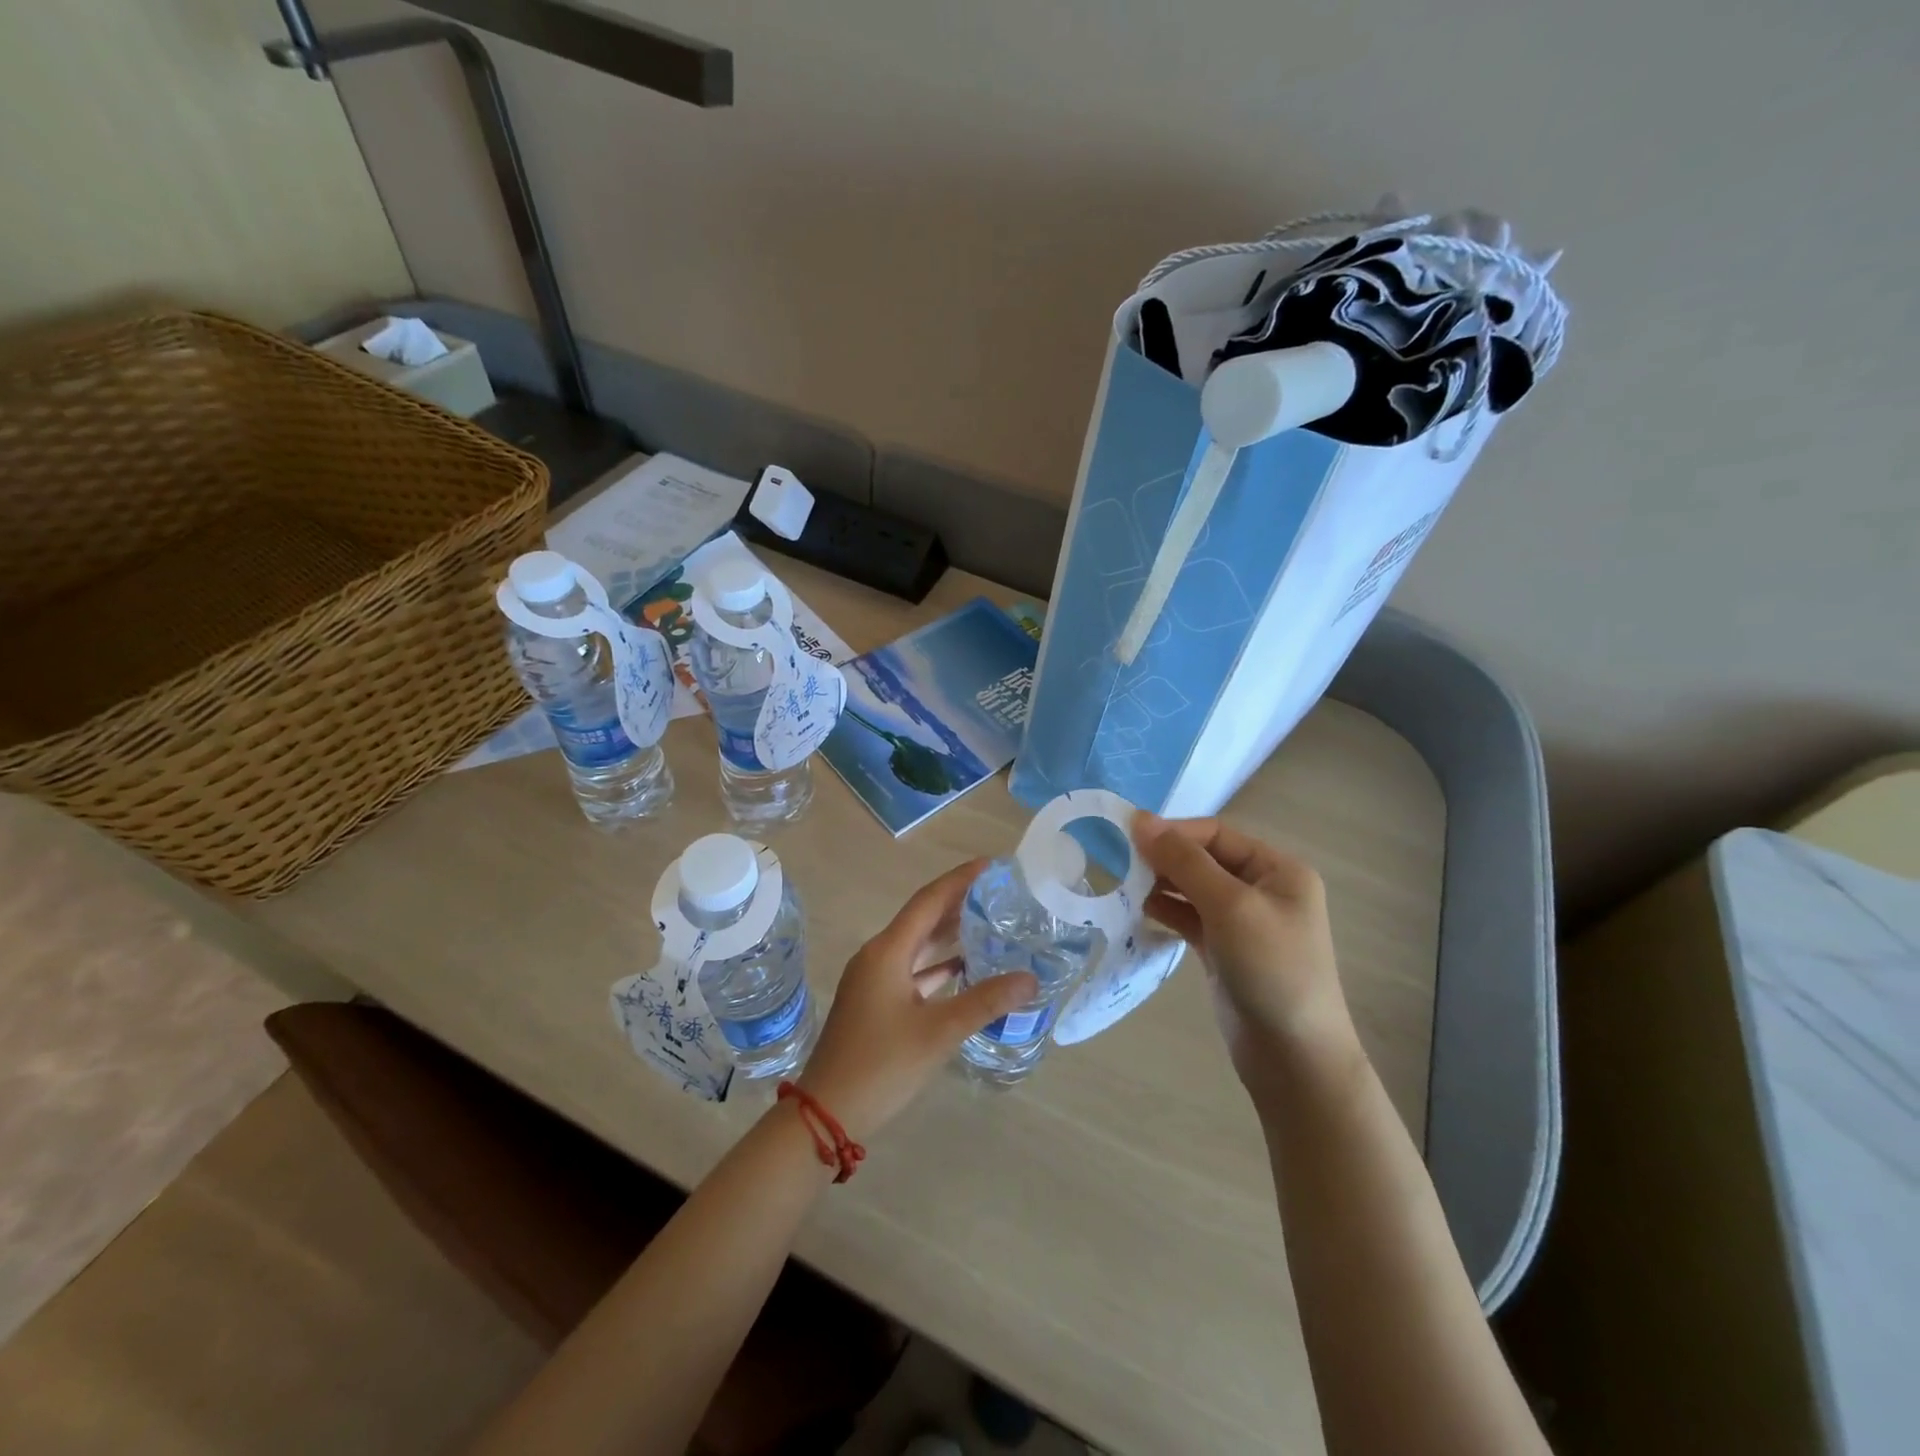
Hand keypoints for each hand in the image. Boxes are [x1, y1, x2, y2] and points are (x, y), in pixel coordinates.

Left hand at [799, 860, 1037, 1141]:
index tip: (991, 866)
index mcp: (888, 951)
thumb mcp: (938, 1032)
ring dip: (951, 935)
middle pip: (923, 919)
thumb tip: (1030, 978)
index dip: (959, 880)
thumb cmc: (881, 1065)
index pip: (929, 901)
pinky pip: (914, 971)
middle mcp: (879, 956)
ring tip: (991, 924)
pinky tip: (966, 968)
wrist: (827, 1112)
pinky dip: (940, 966)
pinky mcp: (876, 1003)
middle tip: (999, 894)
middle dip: (959, 904)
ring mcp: (875, 980)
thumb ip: (985, 1001)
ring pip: (919, 946)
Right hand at [1131, 812, 1357, 1090]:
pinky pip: (1189, 917)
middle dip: (1164, 858)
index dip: (1173, 832)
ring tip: (1122, 885)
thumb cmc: (1271, 969)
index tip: (1127, 836)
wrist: (1293, 1057)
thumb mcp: (1229, 906)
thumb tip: (1141, 820)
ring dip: (1160, 884)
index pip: (1216, 834)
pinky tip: (1138, 909)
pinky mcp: (1223, 949)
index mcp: (1278, 869)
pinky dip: (1165, 910)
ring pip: (1192, 889)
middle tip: (1119, 862)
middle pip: (1203, 859)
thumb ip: (1184, 862)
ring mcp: (1243, 921)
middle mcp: (1262, 889)